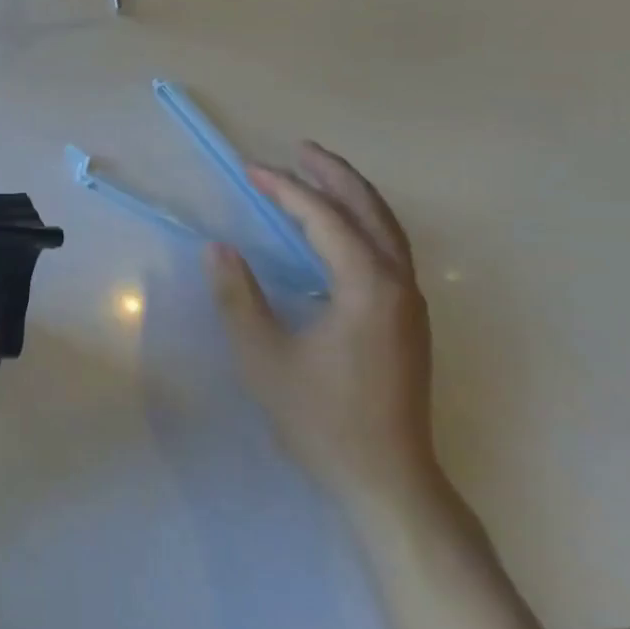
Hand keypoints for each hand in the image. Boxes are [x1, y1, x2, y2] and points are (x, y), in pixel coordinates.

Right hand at [207, 142, 443, 523]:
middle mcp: (398, 285)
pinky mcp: (407, 322)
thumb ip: (238, 296)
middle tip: (299, 150)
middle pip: (370, 212)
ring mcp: (409, 304)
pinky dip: (361, 226)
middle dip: (334, 176)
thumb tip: (219, 248)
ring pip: (386, 231)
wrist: (385, 478)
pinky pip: (387, 253)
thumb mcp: (263, 355)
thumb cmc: (320, 416)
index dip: (285, 190)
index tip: (250, 170)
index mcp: (367, 287)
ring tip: (318, 176)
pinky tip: (335, 234)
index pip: (324, 219)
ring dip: (352, 198)